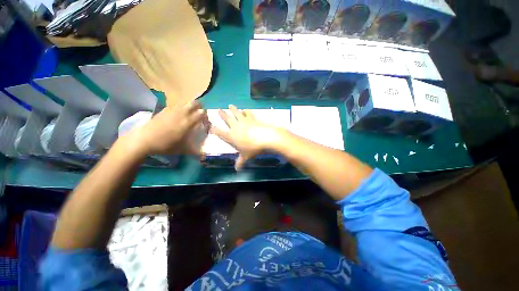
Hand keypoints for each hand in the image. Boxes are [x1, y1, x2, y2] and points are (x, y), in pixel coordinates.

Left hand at [126, 101, 206, 155]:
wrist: (146, 138)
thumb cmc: (164, 145)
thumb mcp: (180, 150)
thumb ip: (193, 150)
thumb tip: (203, 154)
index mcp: (188, 122)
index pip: (202, 113)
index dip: (206, 117)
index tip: (204, 123)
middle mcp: (182, 112)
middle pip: (196, 103)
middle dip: (199, 108)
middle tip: (198, 116)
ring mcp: (173, 109)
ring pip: (186, 103)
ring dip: (189, 107)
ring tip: (186, 116)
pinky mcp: (165, 109)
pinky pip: (176, 106)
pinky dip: (179, 109)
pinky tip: (175, 117)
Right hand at [210, 105, 285, 169]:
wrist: (266, 138)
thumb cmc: (253, 149)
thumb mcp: (246, 157)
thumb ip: (240, 162)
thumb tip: (237, 169)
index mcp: (232, 136)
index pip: (221, 133)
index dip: (215, 130)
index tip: (210, 127)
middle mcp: (236, 127)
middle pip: (228, 119)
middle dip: (222, 115)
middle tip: (218, 109)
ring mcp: (244, 121)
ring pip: (237, 113)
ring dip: (233, 109)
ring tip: (230, 105)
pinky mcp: (253, 118)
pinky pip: (248, 113)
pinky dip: (245, 111)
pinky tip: (245, 109)